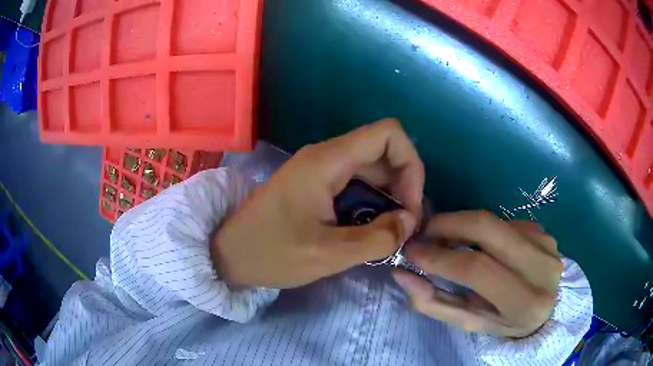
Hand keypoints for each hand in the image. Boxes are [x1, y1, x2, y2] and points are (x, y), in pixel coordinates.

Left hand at [212, 118, 424, 288]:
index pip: (389, 134)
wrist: (228, 254)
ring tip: (390, 231)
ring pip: (372, 167)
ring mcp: (320, 169)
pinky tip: (371, 228)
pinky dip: (373, 202)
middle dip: (404, 186)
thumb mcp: (327, 254)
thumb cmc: (270, 253)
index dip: (411, 164)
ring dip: (389, 196)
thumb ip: (376, 239)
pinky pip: (356, 182)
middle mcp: (326, 156)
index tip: (409, 206)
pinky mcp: (316, 184)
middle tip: (404, 227)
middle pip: (384, 151)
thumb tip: (409, 221)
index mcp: (328, 161)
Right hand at [393, 211, 561, 337]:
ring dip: (463, 225)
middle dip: (448, 224)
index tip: (412, 251)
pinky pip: (505, 222)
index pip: (477, 270)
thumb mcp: (471, 322)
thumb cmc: (507, 323)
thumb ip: (436, 303)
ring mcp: (546, 243)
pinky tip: (481, 243)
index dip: (440, 257)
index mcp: (525, 303)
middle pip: (487, 229)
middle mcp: (542, 268)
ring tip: (446, 238)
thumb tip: (401, 275)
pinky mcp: (544, 231)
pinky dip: (485, 230)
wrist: (549, 309)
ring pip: (494, 221)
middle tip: (424, 231)